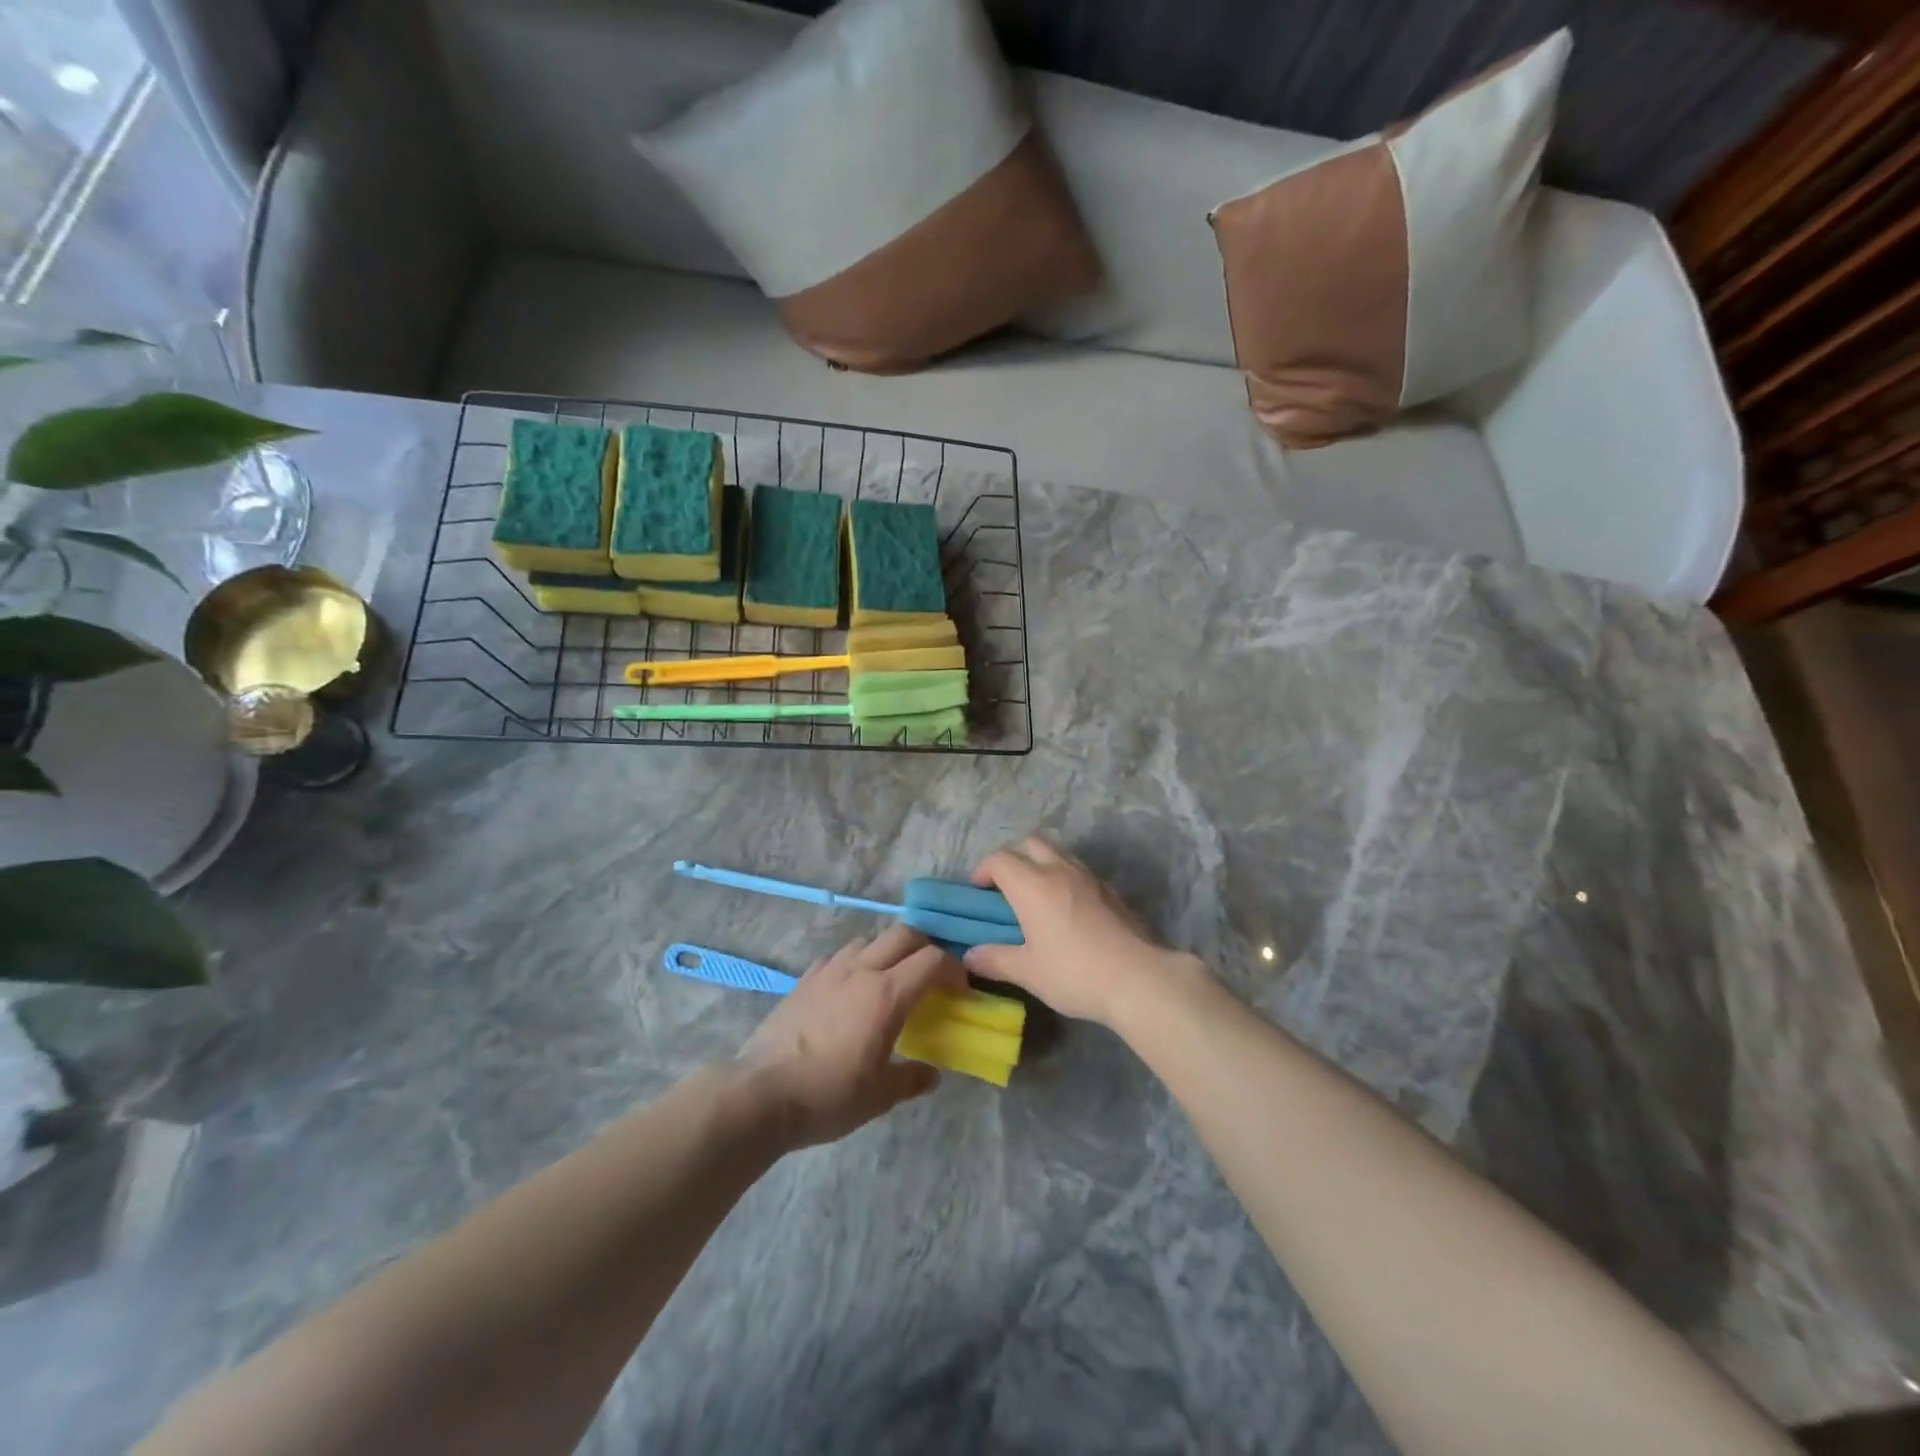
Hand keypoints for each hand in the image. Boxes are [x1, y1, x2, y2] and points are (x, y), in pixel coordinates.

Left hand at [735, 925, 964, 1148]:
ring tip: (889, 978)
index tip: (960, 989)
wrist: (761, 1093)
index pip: (933, 961)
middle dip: (924, 947)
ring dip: (887, 950)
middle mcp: (861, 971)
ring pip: (868, 940)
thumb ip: (911, 1079)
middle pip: (903, 934)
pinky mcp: (804, 980)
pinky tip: (848, 988)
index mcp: (888, 994)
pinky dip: (854, 962)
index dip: (953, 968)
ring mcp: (829, 971)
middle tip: (929, 975)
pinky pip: (837, 957)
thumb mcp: (879, 1096)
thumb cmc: (828, 1095)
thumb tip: (932, 1074)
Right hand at [964, 836, 1201, 1028]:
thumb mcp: (1028, 972)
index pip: (1000, 859)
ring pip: (1058, 853)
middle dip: (1013, 857)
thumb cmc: (1074, 973)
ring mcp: (1089, 877)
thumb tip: (970, 956)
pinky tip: (1068, 909)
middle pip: (1030, 843)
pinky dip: (1065, 878)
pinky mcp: (1111, 890)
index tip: (979, 891)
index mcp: (1032, 885)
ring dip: (1041, 863)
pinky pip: (1080, 871)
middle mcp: (1059, 870)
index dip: (983, 870)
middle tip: (1006, 887)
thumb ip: (996, 960)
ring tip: (1037, 896)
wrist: (1138, 978)